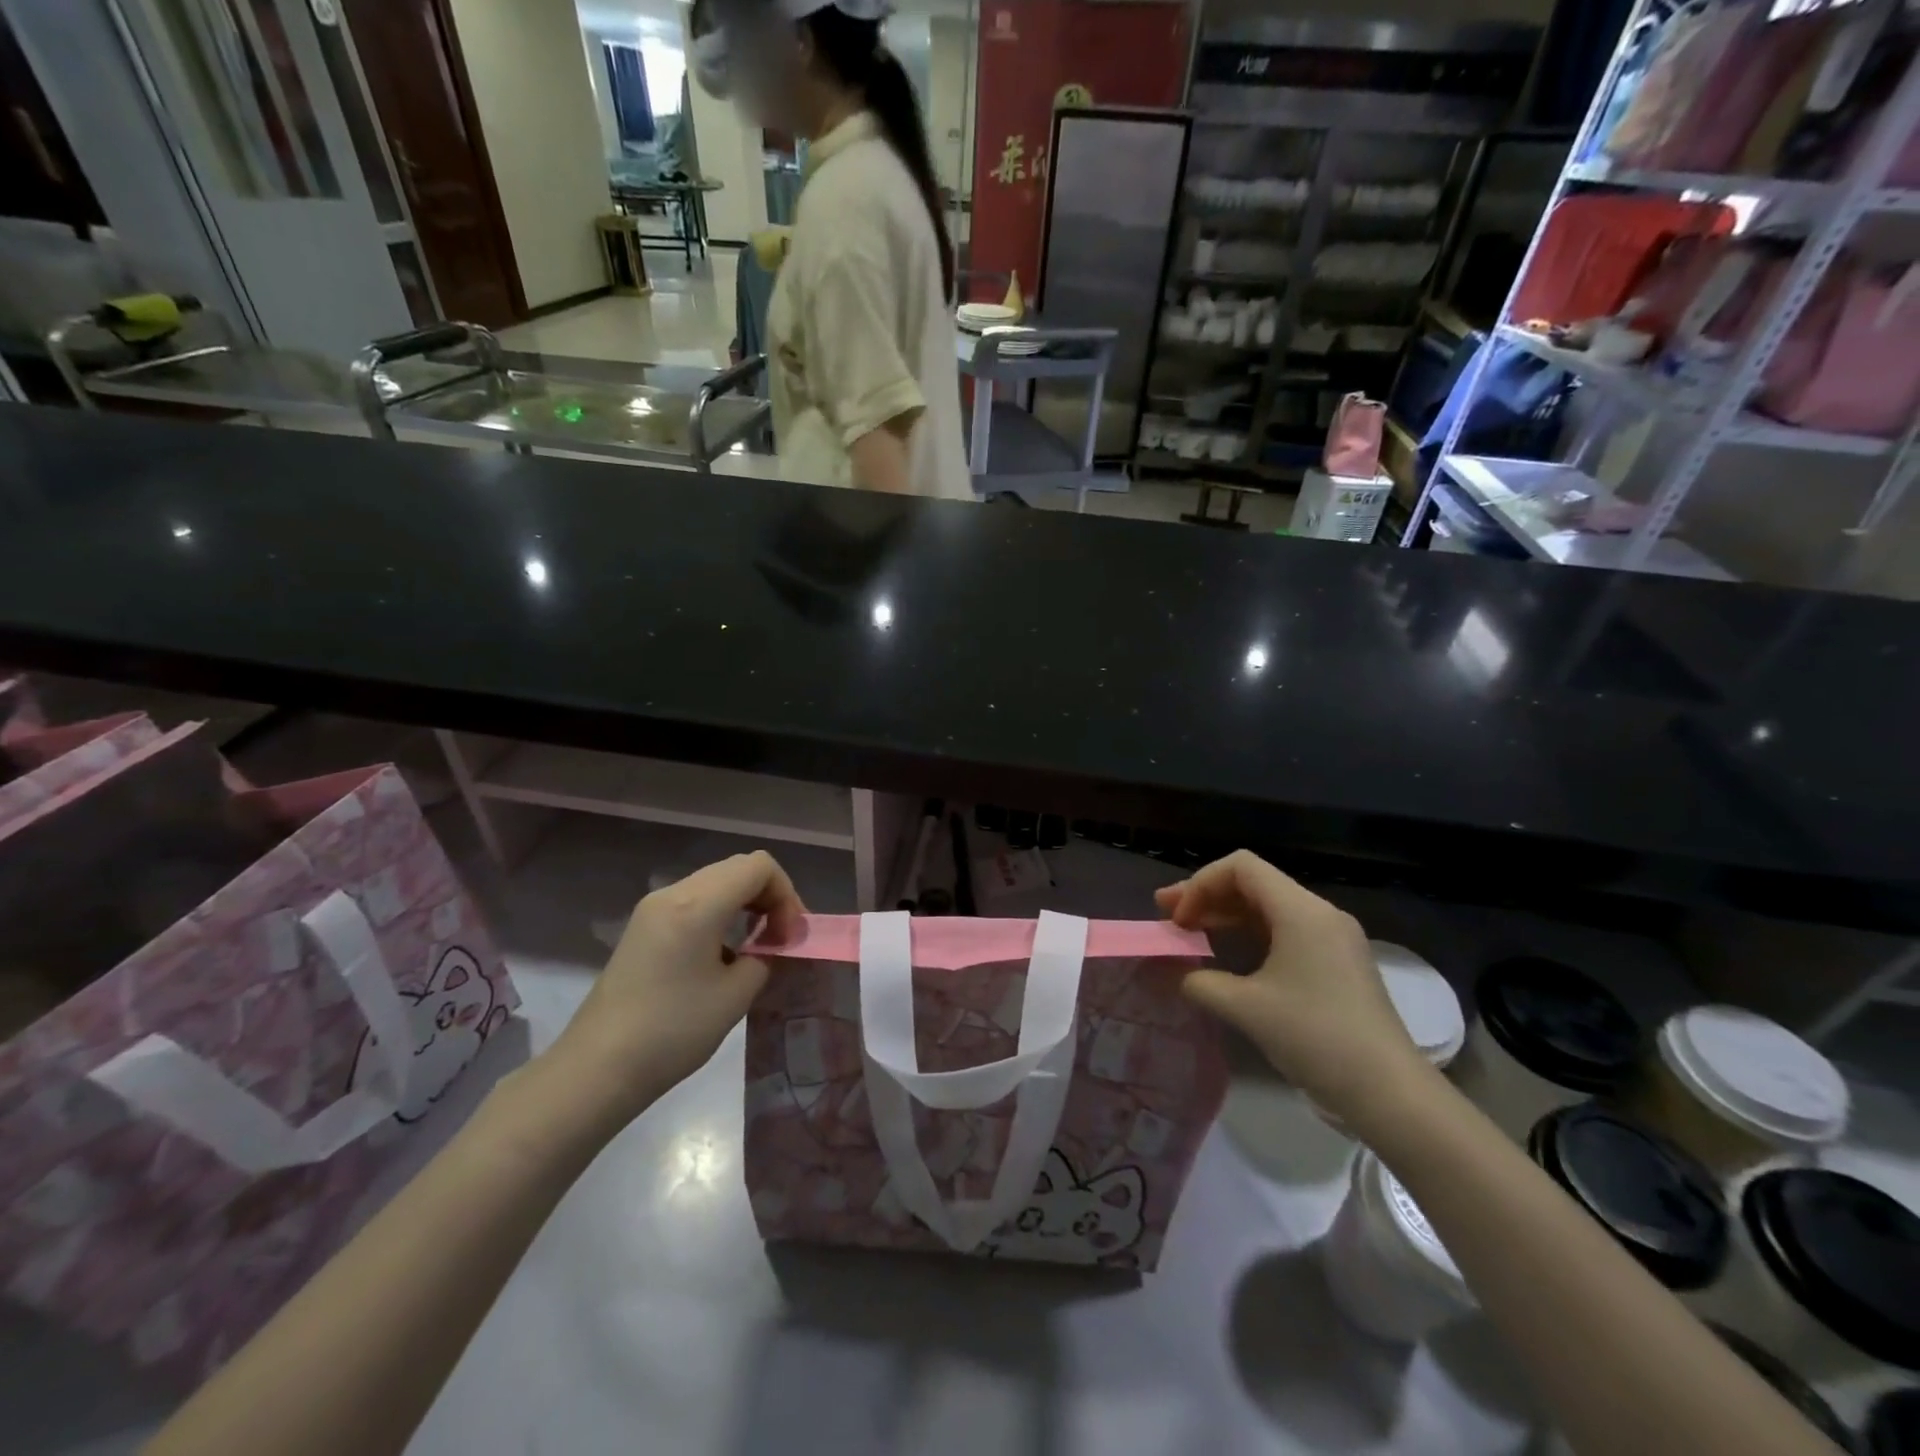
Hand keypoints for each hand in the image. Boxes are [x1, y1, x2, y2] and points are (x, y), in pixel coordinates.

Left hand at [547, 852, 806, 1122]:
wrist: (597, 1069)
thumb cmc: (673, 1031)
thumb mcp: (736, 995)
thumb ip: (764, 957)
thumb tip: (771, 946)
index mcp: (698, 904)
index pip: (759, 867)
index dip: (785, 894)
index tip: (789, 936)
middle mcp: (674, 893)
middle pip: (737, 869)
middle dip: (768, 896)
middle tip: (781, 938)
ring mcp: (653, 909)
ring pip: (715, 883)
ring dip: (744, 904)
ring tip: (757, 946)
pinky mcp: (643, 928)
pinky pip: (694, 901)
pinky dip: (720, 914)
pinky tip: (722, 954)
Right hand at [1157, 851, 1433, 1130]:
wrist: (1390, 1091)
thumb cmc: (1315, 1037)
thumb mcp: (1246, 1008)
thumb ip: (1201, 983)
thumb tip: (1181, 976)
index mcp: (1301, 911)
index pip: (1241, 867)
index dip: (1201, 884)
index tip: (1178, 921)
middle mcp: (1320, 913)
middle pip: (1253, 883)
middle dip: (1207, 896)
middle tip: (1167, 916)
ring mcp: (1333, 938)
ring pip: (1268, 908)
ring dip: (1226, 916)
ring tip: (1190, 932)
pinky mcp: (1338, 962)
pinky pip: (1285, 931)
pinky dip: (1250, 935)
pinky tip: (1228, 954)